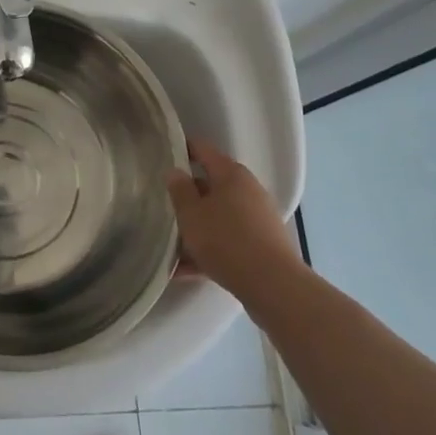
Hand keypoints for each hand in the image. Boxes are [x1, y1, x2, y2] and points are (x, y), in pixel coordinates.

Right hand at [165, 138, 303, 307]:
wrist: (273, 286)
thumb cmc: (226, 241)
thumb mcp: (191, 214)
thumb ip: (179, 190)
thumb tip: (175, 171)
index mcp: (231, 174)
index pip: (203, 149)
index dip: (182, 148)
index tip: (162, 153)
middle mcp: (248, 190)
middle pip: (211, 185)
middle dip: (188, 195)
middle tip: (164, 204)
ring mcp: (259, 218)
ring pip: (219, 215)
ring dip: (197, 226)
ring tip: (171, 243)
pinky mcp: (263, 244)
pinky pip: (229, 239)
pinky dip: (209, 248)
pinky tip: (186, 269)